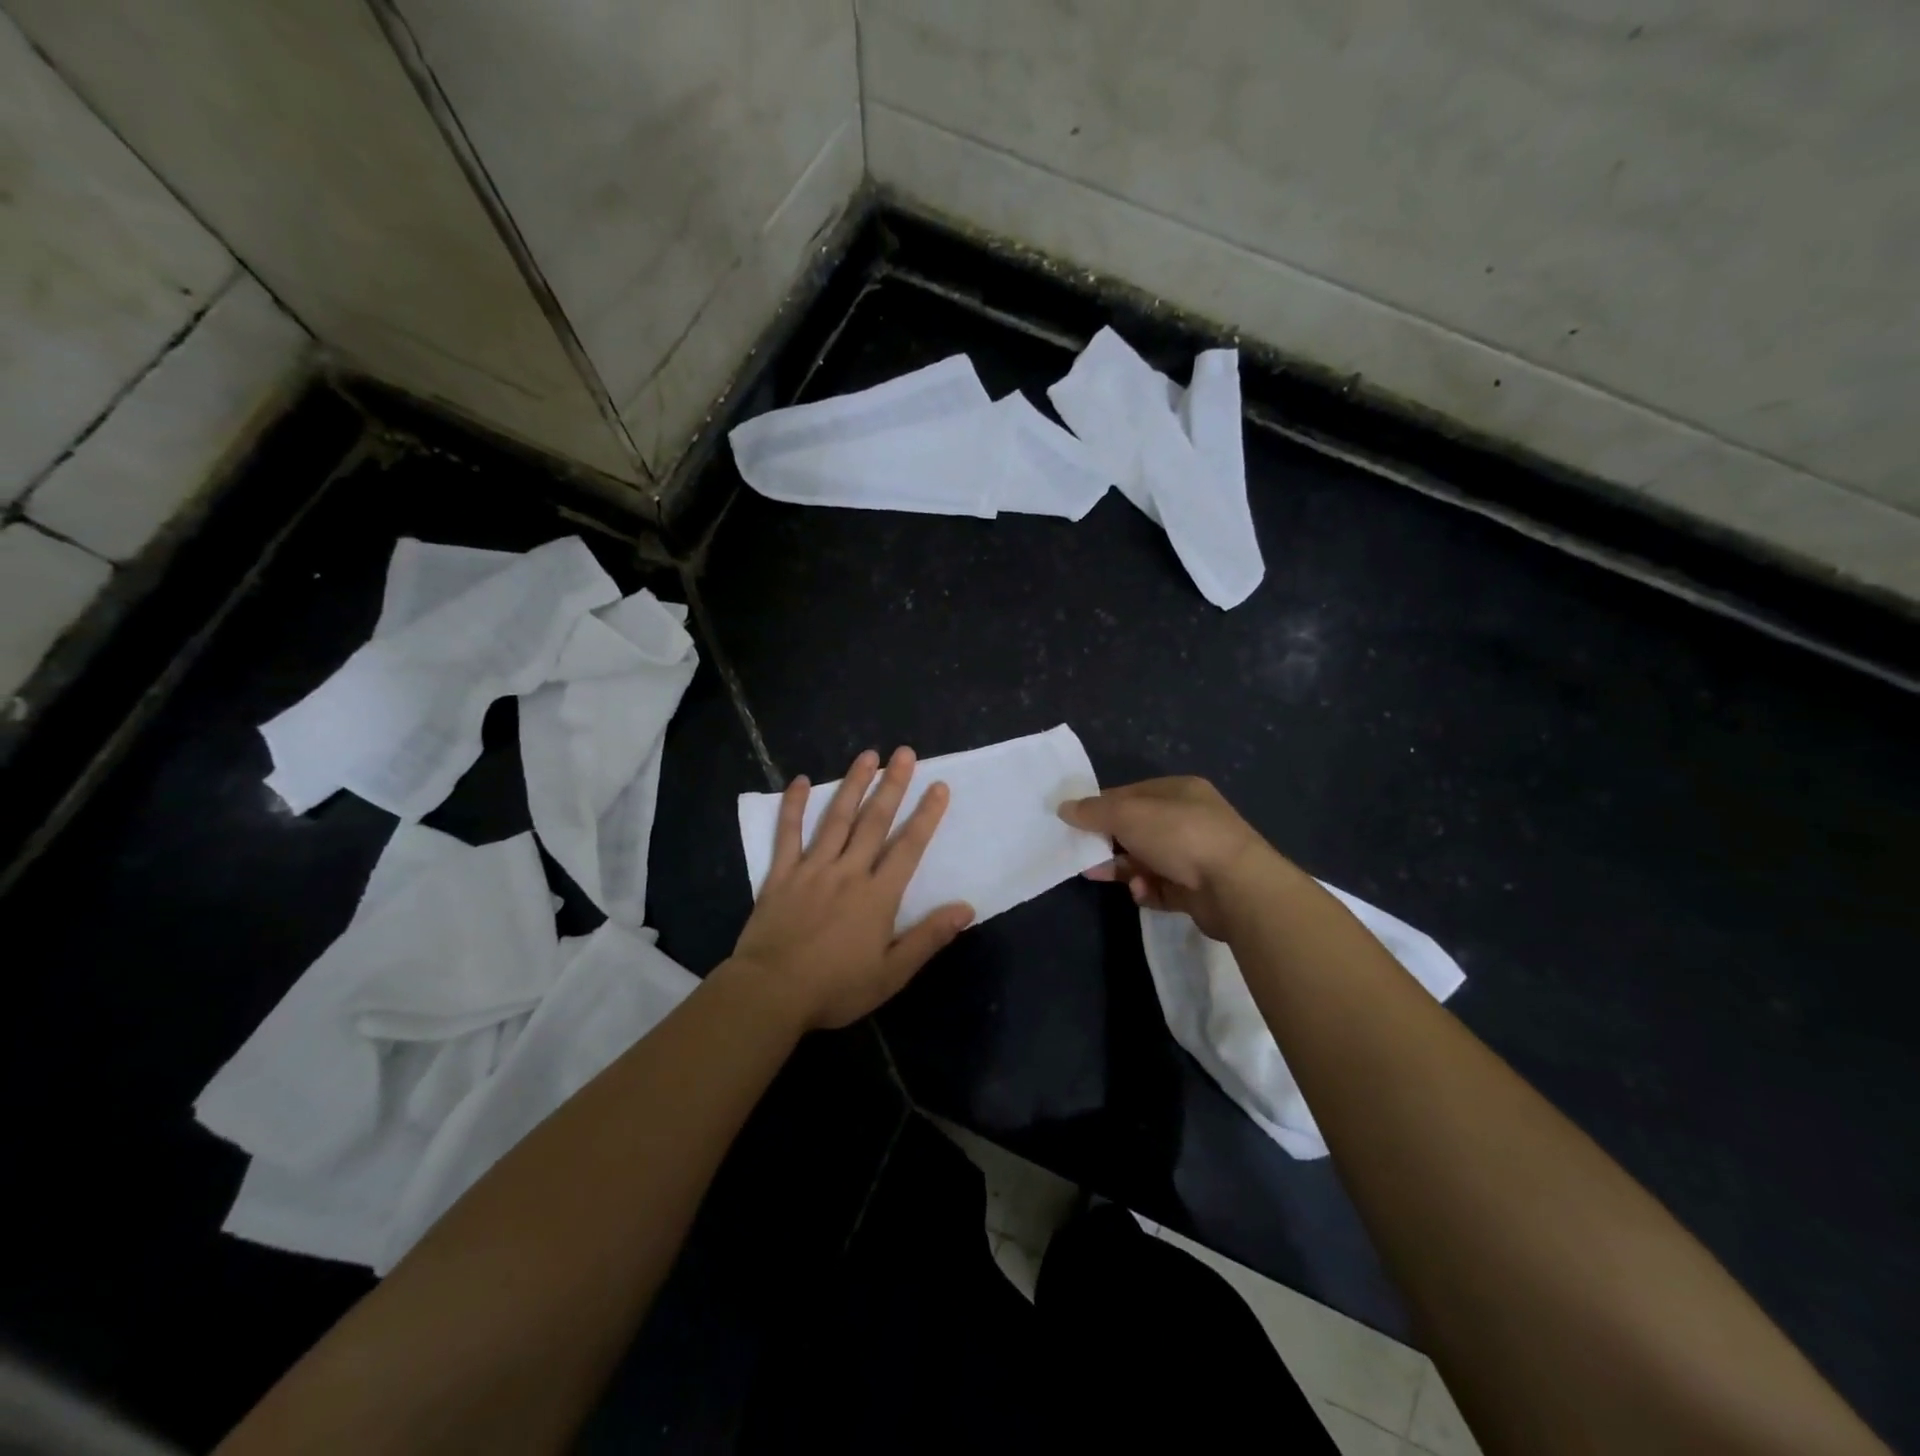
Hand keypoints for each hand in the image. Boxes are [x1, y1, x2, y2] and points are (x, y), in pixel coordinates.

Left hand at [729, 747, 974, 1029]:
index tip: (939, 786)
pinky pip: (788, 833)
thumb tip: (966, 908)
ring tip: (867, 755)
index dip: (926, 815)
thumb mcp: (891, 973)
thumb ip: (928, 937)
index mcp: (878, 895)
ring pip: (836, 818)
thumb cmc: (835, 988)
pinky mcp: (781, 874)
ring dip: (853, 784)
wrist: (771, 993)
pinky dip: (794, 806)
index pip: (909, 847)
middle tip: (904, 753)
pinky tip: (802, 781)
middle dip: (892, 785)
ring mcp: (812, 869)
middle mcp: (848, 872)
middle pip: (874, 821)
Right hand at [1058, 776, 1276, 939]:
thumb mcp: (1128, 815)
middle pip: (1137, 829)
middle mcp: (1190, 819)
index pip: (1131, 794)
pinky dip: (1146, 889)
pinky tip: (1141, 891)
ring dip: (1123, 868)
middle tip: (1083, 854)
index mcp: (1179, 791)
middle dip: (1108, 842)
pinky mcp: (1198, 890)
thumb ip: (1093, 811)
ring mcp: (1196, 856)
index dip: (1101, 806)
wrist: (1235, 887)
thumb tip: (1064, 808)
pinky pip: (1161, 887)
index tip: (1074, 822)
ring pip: (1146, 860)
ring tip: (1101, 876)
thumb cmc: (1180, 836)